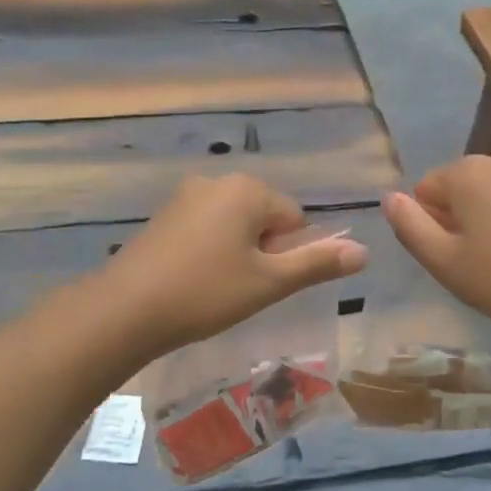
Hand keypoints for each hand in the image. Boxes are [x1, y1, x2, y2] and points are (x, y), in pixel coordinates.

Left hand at [98, 174, 367, 357]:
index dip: (288, 254)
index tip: (264, 282)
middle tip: (242, 289)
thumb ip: (318, 263)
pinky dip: (209, 252)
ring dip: (237, 253)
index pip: (295, 218)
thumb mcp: (269, 282)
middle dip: (263, 251)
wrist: (125, 309)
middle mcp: (217, 181)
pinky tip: (194, 282)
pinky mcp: (163, 216)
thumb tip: (364, 251)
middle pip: (264, 218)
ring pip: (234, 225)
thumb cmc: (206, 292)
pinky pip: (205, 229)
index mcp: (248, 189)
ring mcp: (185, 197)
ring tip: (217, 289)